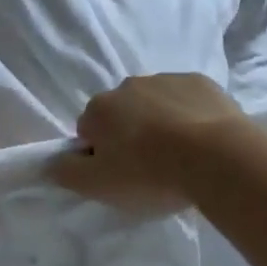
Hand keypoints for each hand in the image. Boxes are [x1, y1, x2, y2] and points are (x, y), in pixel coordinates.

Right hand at [54, 74, 252, 214]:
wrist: (218, 157)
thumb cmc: (150, 173)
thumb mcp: (99, 186)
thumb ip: (66, 173)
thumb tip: (48, 163)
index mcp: (99, 108)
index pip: (89, 131)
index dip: (102, 156)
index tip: (121, 176)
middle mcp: (128, 85)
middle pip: (122, 114)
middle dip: (131, 135)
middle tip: (151, 168)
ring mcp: (166, 79)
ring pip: (155, 104)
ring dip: (161, 124)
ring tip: (181, 157)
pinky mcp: (201, 82)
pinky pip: (187, 100)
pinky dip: (190, 115)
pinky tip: (204, 141)